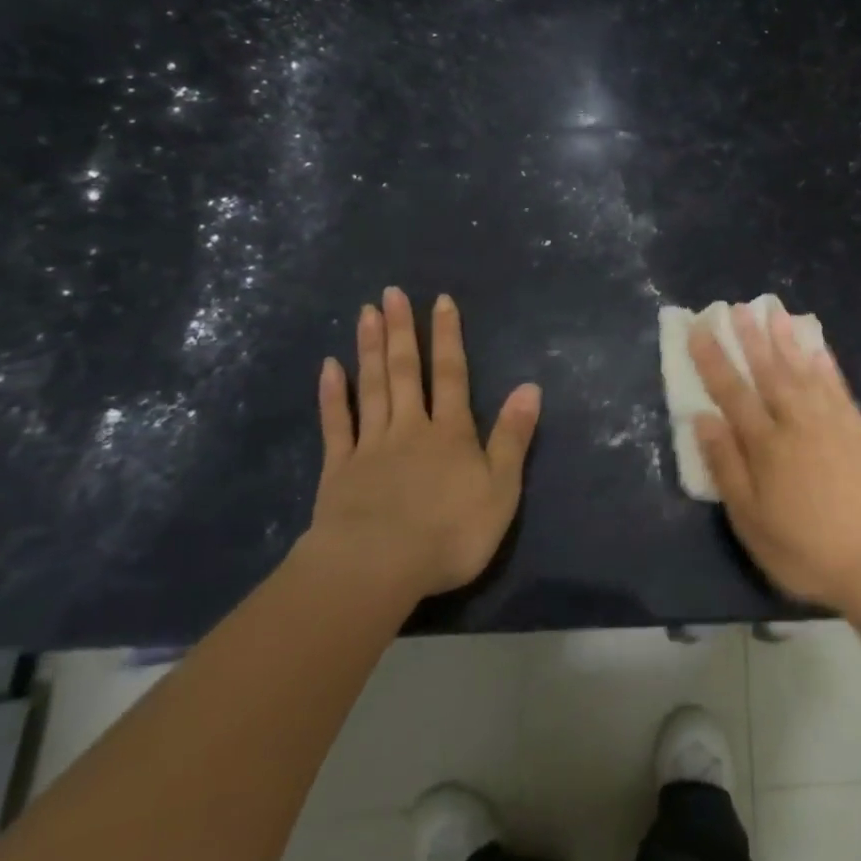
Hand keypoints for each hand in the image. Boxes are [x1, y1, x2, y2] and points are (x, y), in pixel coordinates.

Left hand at [304, 287, 541, 598]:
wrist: (377, 567)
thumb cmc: (450, 533)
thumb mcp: (501, 489)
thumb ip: (513, 437)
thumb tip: (530, 387)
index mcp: (451, 433)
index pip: (451, 374)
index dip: (448, 337)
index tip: (440, 301)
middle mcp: (410, 428)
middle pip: (405, 372)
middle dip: (401, 331)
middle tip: (391, 293)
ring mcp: (370, 446)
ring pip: (371, 388)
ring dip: (369, 349)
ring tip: (366, 313)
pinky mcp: (339, 470)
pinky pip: (336, 424)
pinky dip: (333, 395)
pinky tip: (330, 367)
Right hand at [689, 302, 860, 612]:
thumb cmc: (803, 550)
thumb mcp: (750, 521)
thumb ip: (726, 466)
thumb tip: (703, 419)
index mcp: (766, 446)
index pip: (733, 392)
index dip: (714, 359)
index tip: (700, 329)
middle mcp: (797, 423)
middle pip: (769, 372)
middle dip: (750, 338)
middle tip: (737, 307)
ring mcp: (832, 423)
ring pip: (804, 371)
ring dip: (787, 340)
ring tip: (774, 311)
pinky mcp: (860, 429)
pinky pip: (839, 386)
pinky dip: (826, 364)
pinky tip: (817, 347)